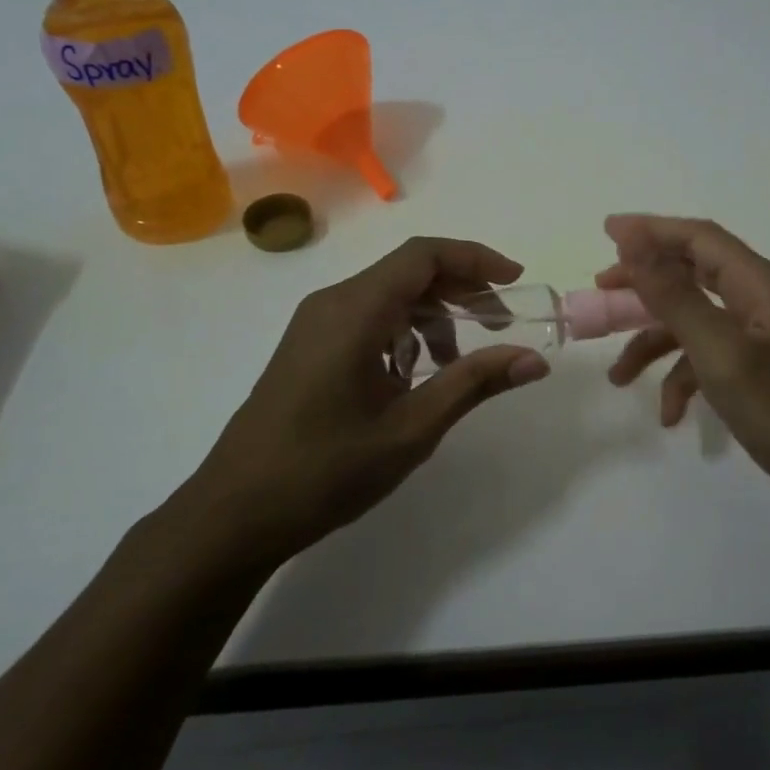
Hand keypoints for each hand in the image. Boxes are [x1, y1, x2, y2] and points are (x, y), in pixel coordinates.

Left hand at [184, 237, 550, 563]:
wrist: (234, 513)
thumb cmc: (325, 470)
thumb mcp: (411, 428)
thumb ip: (474, 384)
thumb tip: (534, 360)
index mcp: (355, 310)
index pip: (424, 255)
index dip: (475, 259)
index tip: (515, 282)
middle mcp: (333, 303)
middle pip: (409, 271)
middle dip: (461, 290)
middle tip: (501, 325)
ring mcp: (315, 324)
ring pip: (389, 296)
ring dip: (433, 316)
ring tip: (460, 364)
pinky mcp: (309, 346)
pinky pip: (368, 319)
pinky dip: (404, 334)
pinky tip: (414, 377)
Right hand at [598, 214, 769, 517]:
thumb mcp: (720, 352)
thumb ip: (674, 295)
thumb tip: (633, 240)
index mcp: (760, 284)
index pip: (698, 238)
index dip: (651, 230)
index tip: (606, 231)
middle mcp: (761, 302)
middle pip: (692, 276)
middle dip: (644, 286)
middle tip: (601, 294)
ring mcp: (762, 339)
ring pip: (694, 323)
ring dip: (654, 344)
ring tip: (616, 376)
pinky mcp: (760, 373)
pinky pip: (710, 361)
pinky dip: (683, 380)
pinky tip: (669, 415)